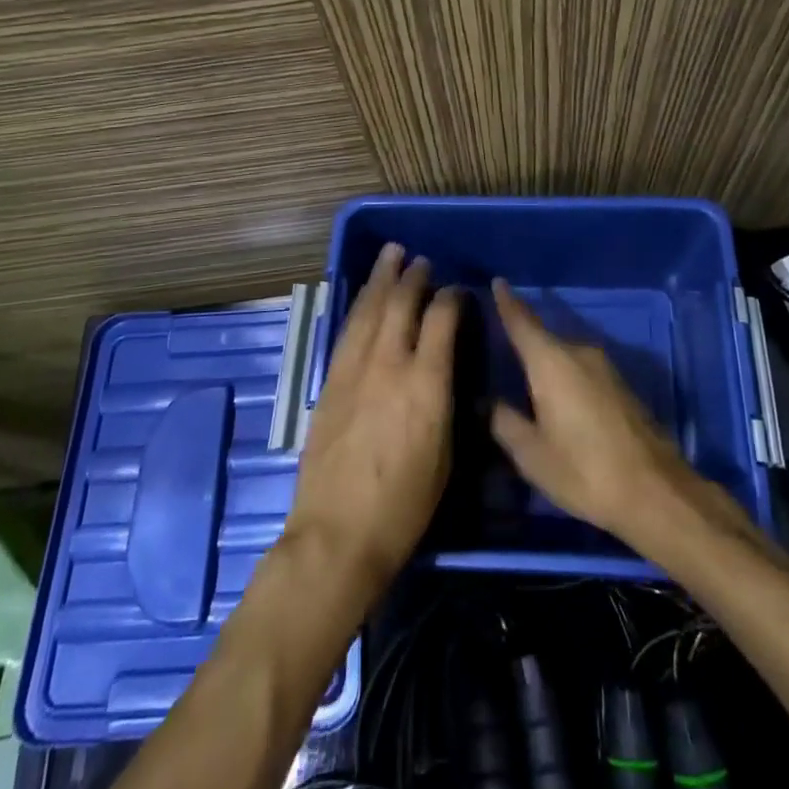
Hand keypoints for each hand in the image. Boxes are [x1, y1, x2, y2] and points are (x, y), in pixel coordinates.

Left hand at [284, 244, 459, 600]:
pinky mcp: (330, 382)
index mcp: (426, 382)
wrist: (339, 533)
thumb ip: (445, 398)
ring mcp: (354, 369)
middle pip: (401, 303)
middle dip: (414, 276)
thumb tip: (445, 367)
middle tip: (422, 260)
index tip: (458, 291)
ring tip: (391, 255)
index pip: (441, 318)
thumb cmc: (405, 505)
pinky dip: (359, 307)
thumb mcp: (445, 452)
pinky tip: (364, 298)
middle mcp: (389, 364)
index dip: (451, 298)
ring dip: (381, 279)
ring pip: (369, 309)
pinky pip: (347, 331)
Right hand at [489, 280, 736, 553]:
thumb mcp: (532, 454)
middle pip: (543, 339)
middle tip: (499, 355)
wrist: (655, 492)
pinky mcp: (621, 386)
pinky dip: (565, 379)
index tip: (498, 282)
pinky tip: (558, 402)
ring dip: (546, 366)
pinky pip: (582, 371)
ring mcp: (605, 368)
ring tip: (526, 385)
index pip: (522, 321)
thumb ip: (504, 422)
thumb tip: (486, 402)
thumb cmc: (584, 469)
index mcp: (551, 361)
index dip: (507, 302)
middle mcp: (579, 352)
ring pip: (564, 357)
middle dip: (523, 344)